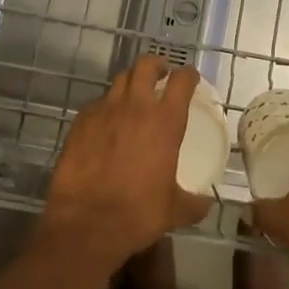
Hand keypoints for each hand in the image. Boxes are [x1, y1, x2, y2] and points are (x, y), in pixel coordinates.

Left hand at [40, 56, 212, 278]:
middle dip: (156, 65)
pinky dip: (106, 106)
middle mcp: (136, 106)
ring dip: (130, 82)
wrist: (86, 224)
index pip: (181, 80)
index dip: (189, 75)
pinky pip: (97, 103)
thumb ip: (194, 203)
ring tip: (133, 96)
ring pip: (120, 79)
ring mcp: (105, 110)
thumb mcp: (174, 211)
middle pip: (146, 65)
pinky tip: (106, 123)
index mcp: (165, 120)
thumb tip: (207, 204)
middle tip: (160, 75)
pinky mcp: (81, 121)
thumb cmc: (137, 213)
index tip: (191, 78)